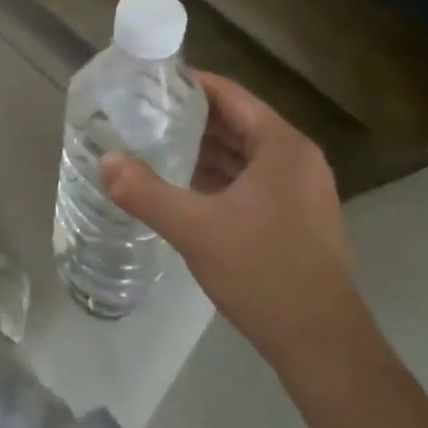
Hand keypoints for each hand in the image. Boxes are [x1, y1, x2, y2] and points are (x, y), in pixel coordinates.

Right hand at [103, 72, 361, 367]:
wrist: (322, 345)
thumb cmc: (263, 273)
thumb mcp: (196, 229)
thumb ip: (146, 192)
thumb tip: (106, 162)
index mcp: (282, 146)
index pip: (230, 95)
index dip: (190, 84)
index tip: (149, 82)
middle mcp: (297, 159)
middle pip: (237, 122)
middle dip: (191, 117)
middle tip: (142, 112)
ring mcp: (301, 189)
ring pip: (244, 153)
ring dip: (204, 147)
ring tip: (153, 141)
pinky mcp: (297, 217)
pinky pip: (252, 179)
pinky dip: (219, 175)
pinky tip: (183, 183)